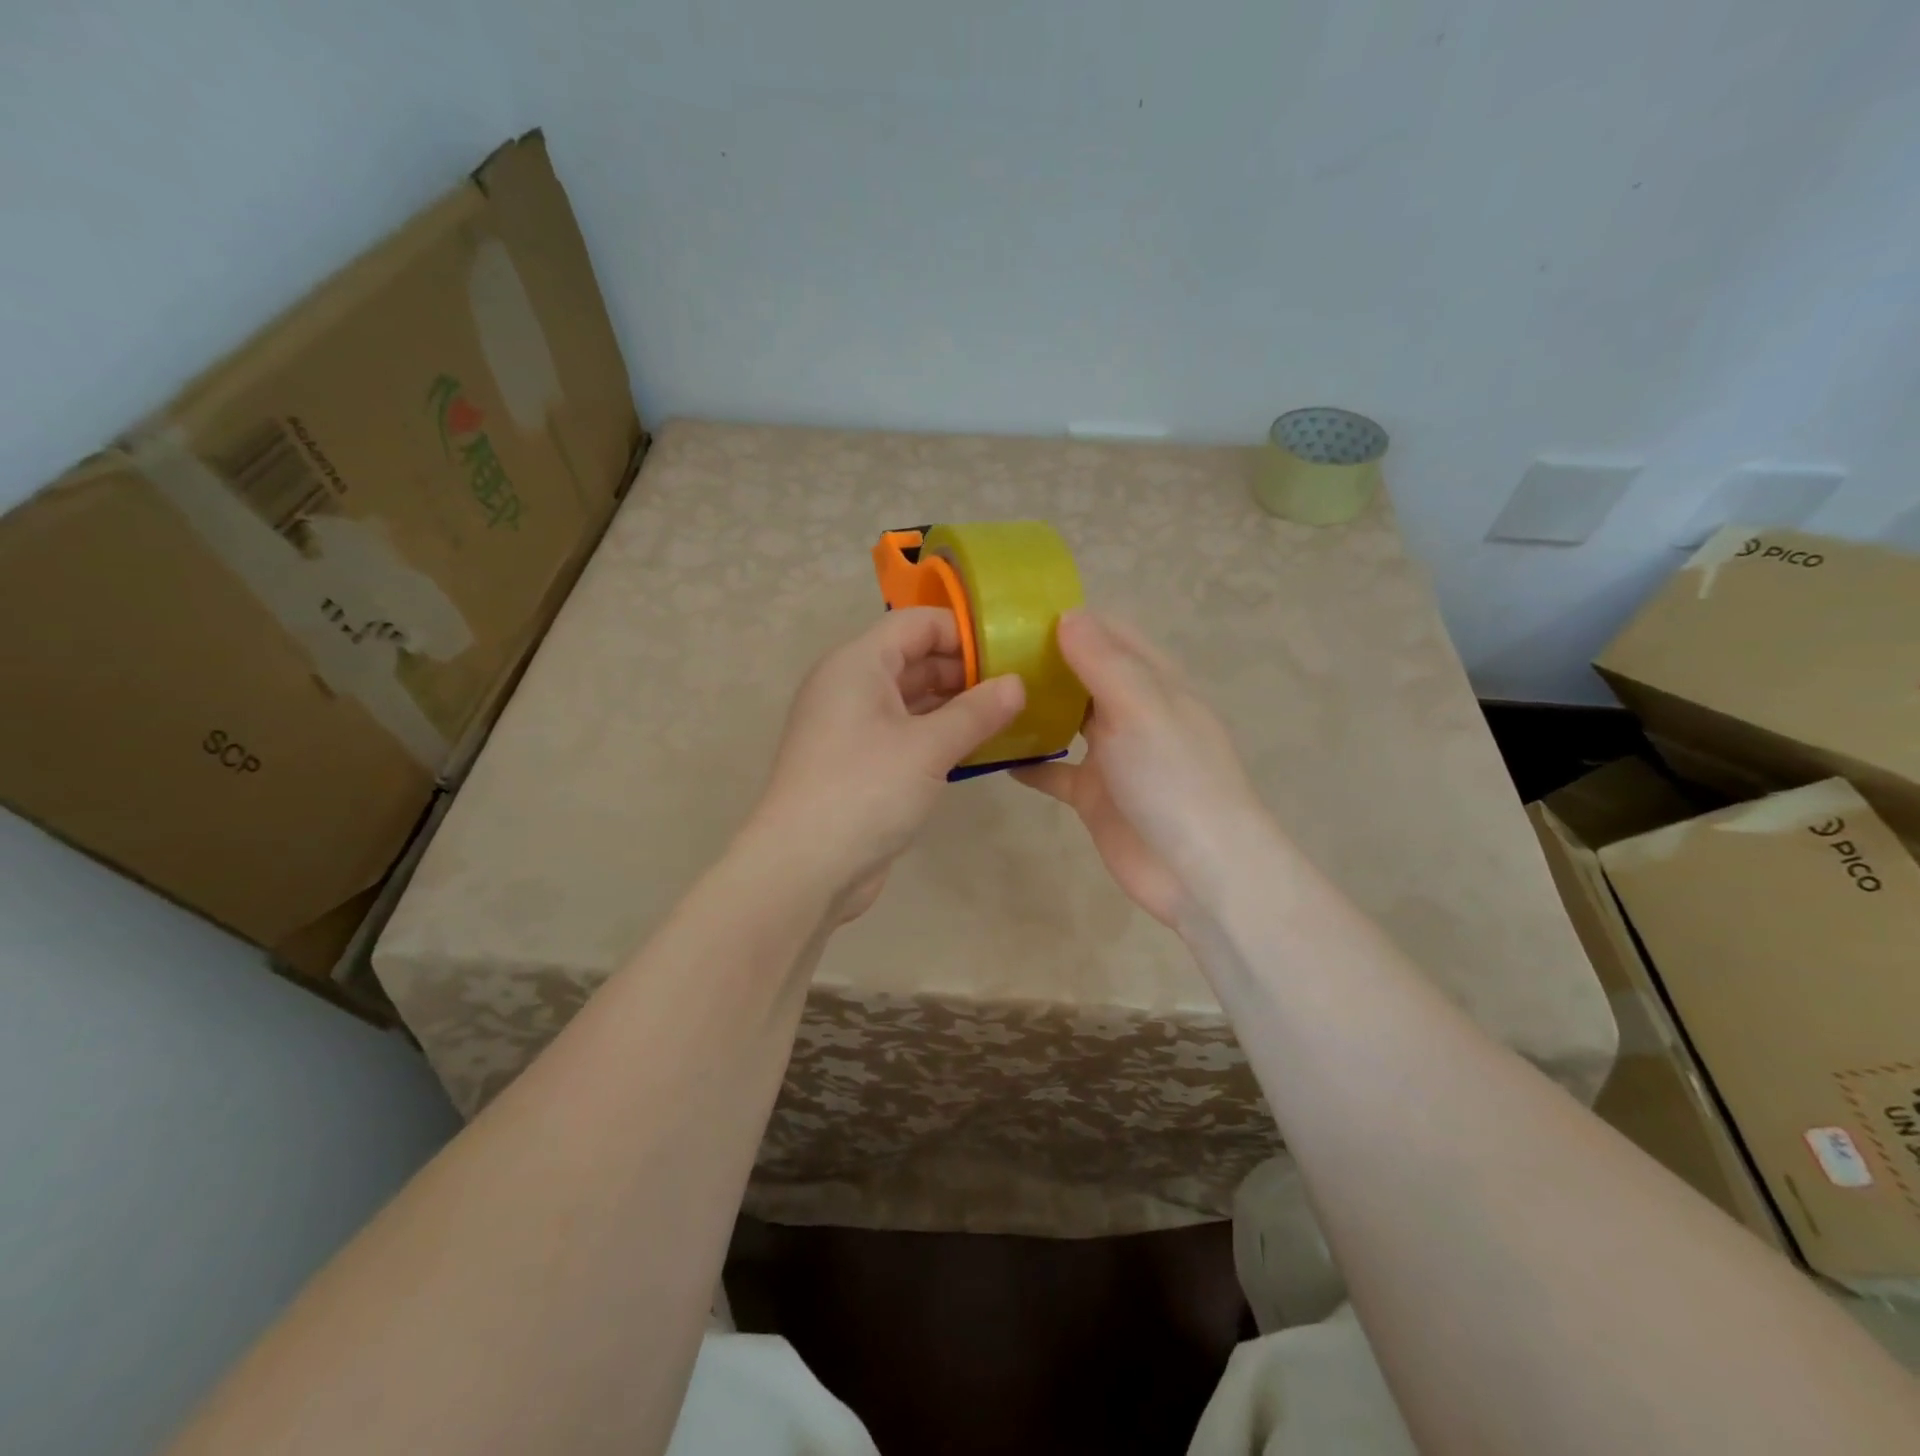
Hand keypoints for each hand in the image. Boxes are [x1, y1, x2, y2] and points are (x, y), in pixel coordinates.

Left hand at [748, 608, 1024, 919]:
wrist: (804, 868)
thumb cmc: (865, 791)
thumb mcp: (929, 747)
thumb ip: (977, 712)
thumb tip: (1018, 684)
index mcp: (857, 665)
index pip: (916, 624)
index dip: (963, 632)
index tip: (1009, 654)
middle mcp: (849, 687)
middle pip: (913, 659)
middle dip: (963, 671)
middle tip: (1016, 689)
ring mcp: (851, 727)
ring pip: (910, 699)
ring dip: (954, 705)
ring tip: (1006, 716)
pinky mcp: (858, 763)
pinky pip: (903, 733)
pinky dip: (937, 734)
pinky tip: (975, 748)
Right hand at [1013, 611, 1271, 927]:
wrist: (1198, 872)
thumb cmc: (1174, 779)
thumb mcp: (1141, 708)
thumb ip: (1104, 662)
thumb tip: (1067, 615)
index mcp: (1153, 682)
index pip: (1111, 634)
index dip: (1070, 621)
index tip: (1014, 616)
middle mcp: (1133, 712)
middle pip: (1084, 675)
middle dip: (1043, 663)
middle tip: (985, 655)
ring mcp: (1114, 756)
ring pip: (1067, 721)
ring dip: (1033, 710)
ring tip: (983, 696)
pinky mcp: (1095, 796)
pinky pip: (1055, 772)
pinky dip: (1029, 764)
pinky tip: (992, 756)